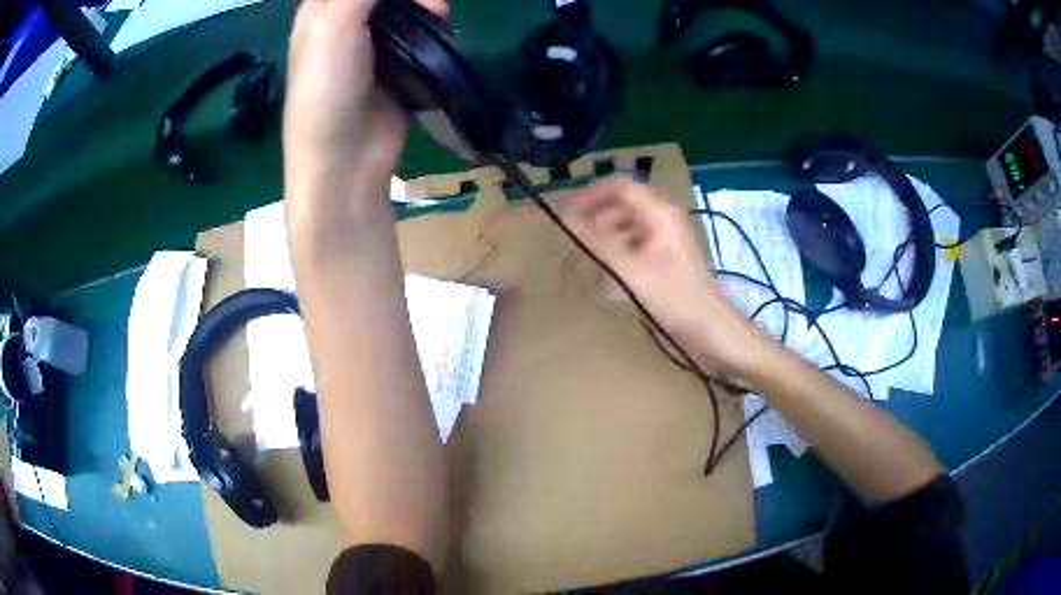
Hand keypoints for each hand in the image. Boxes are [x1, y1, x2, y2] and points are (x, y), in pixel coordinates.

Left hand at [284, 0, 446, 225]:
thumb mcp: (333, 24)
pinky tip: (442, 27)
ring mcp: (371, 47)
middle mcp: (343, 25)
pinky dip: (433, 26)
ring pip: (403, 8)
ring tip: (438, 12)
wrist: (344, 159)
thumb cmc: (326, 87)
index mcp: (320, 12)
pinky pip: (418, 34)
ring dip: (424, 4)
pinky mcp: (395, 67)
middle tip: (425, 0)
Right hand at [562, 177, 770, 376]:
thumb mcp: (630, 270)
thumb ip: (596, 242)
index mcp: (658, 213)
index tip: (568, 213)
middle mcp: (663, 218)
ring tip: (588, 256)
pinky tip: (609, 273)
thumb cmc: (673, 297)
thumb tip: (566, 218)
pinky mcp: (667, 256)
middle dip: (596, 216)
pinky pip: (636, 242)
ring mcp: (667, 237)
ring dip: (606, 234)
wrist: (710, 327)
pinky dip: (619, 250)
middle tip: (574, 237)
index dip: (591, 194)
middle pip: (623, 203)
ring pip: (628, 224)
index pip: (619, 186)